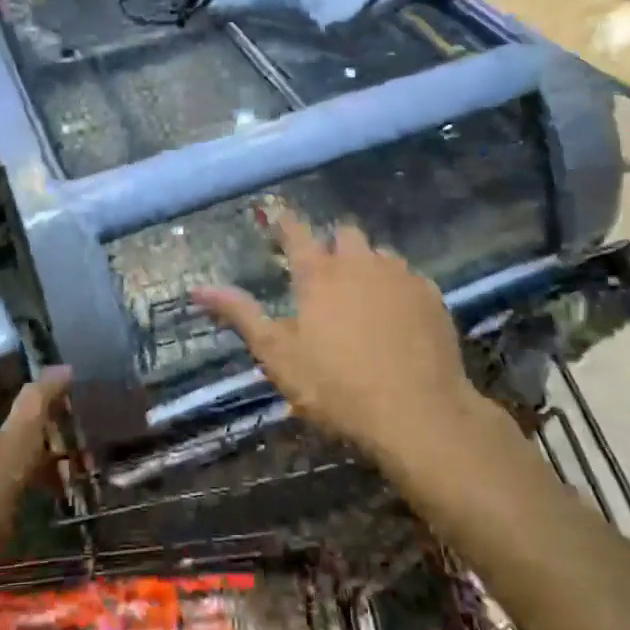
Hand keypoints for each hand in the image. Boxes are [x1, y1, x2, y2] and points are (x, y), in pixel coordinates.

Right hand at [191, 211, 476, 467]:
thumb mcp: (278, 355)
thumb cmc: (336, 386)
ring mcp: (400, 276)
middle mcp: (359, 262)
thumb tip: (197, 288)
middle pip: (344, 234)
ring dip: (367, 264)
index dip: (284, 221)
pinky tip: (397, 316)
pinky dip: (397, 288)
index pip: (296, 232)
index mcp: (318, 273)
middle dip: (332, 244)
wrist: (419, 414)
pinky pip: (409, 277)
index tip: (278, 214)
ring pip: (380, 253)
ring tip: (363, 294)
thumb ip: (240, 315)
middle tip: (325, 272)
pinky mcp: (431, 296)